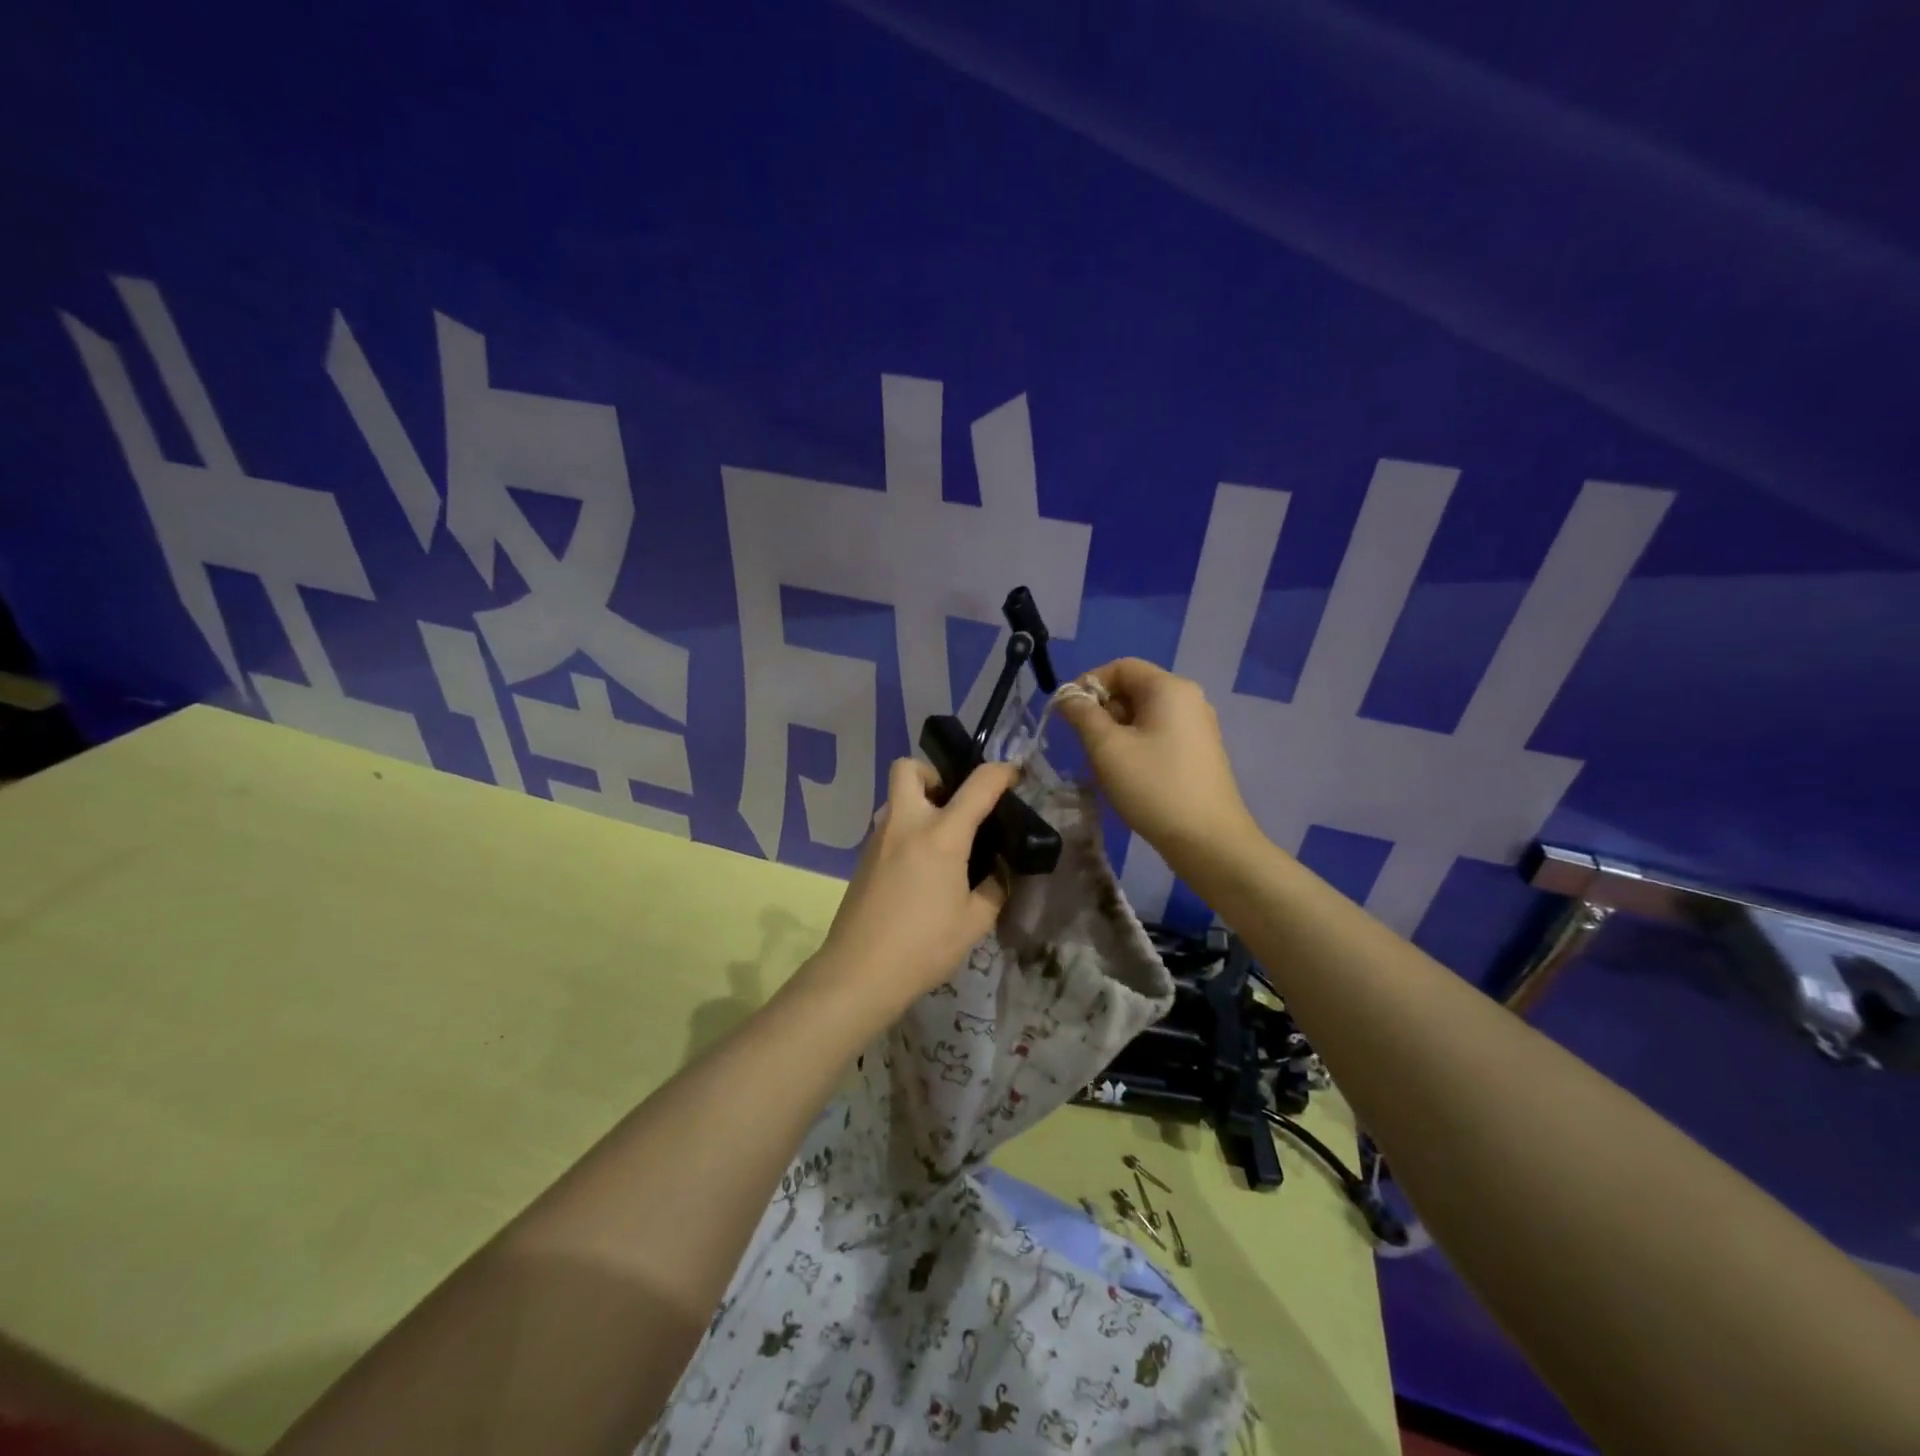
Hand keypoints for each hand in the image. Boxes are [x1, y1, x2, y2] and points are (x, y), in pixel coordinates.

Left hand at [805, 758, 1019, 1012]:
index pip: (977, 786)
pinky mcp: (863, 858)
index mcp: (940, 836)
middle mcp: (905, 825)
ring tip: (942, 843)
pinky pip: (889, 827)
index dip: (1001, 772)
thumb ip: (993, 889)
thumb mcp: (975, 922)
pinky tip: (920, 869)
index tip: (1013, 774)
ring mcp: (878, 839)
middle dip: (934, 775)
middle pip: (908, 768)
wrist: (859, 972)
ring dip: (919, 805)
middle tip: (954, 806)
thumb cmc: (923, 946)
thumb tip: (996, 872)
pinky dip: (907, 832)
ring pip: (896, 798)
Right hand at [1055, 658, 1258, 861]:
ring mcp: (1198, 726)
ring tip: (1104, 763)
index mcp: (1169, 688)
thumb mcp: (1107, 748)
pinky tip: (1128, 775)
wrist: (1208, 841)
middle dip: (1101, 710)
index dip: (1088, 683)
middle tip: (1084, 743)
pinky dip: (1136, 745)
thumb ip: (1082, 714)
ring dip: (1116, 731)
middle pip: (1133, 689)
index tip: (1068, 714)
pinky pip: (1159, 734)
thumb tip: (1067, 696)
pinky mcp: (1199, 752)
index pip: (1120, 667)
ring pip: (1143, 714)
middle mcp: (1188, 699)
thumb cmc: (1154, 787)